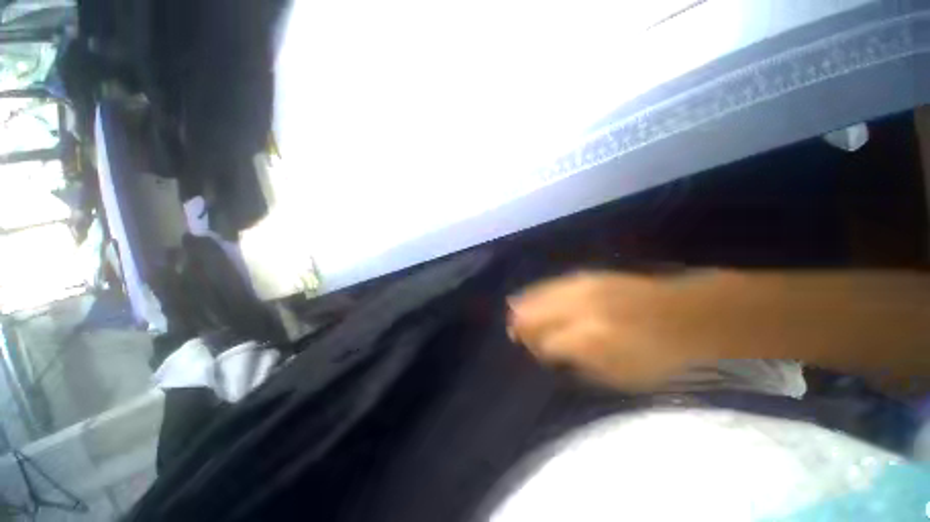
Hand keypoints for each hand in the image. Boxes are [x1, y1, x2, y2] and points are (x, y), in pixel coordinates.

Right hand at [507, 271, 723, 391]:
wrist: (691, 316)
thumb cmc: (659, 358)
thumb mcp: (620, 377)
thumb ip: (578, 365)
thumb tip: (550, 355)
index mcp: (588, 338)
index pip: (544, 341)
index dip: (533, 347)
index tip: (530, 351)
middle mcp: (579, 307)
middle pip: (536, 312)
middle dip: (521, 321)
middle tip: (512, 330)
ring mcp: (584, 286)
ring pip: (541, 293)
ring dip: (526, 303)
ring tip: (514, 310)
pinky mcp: (590, 275)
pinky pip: (554, 283)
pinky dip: (539, 289)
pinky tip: (532, 293)